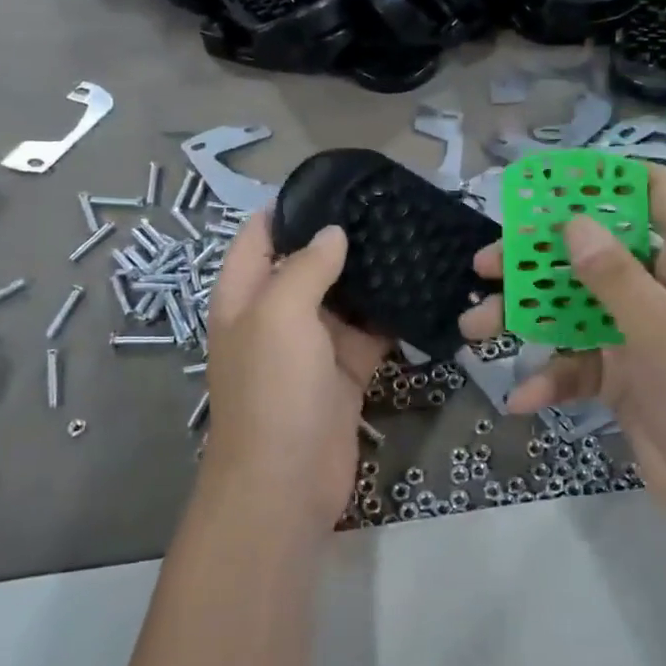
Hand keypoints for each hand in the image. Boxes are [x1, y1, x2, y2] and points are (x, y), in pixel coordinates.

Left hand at [203, 213, 388, 534]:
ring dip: (369, 277)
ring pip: (343, 299)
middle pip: (306, 265)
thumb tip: (333, 233)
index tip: (334, 183)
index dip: (288, 208)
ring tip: (410, 237)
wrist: (287, 481)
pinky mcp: (344, 373)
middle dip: (340, 238)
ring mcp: (312, 347)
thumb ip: (306, 267)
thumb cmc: (273, 389)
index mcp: (244, 297)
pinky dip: (390, 317)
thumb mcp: (280, 315)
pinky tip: (420, 289)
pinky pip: (369, 335)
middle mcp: (275, 317)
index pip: (259, 237)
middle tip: (387, 207)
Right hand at [458, 165, 665, 545]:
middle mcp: (665, 289)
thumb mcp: (663, 332)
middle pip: (595, 253)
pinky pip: (580, 366)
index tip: (547, 185)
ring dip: (528, 319)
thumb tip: (572, 222)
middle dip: (538, 260)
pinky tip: (523, 399)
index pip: (655, 195)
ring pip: (576, 310)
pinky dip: (552, 379)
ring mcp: (643, 336)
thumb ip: (613, 276)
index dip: (604, 182)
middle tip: (485, 265)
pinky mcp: (626, 379)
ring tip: (474, 328)